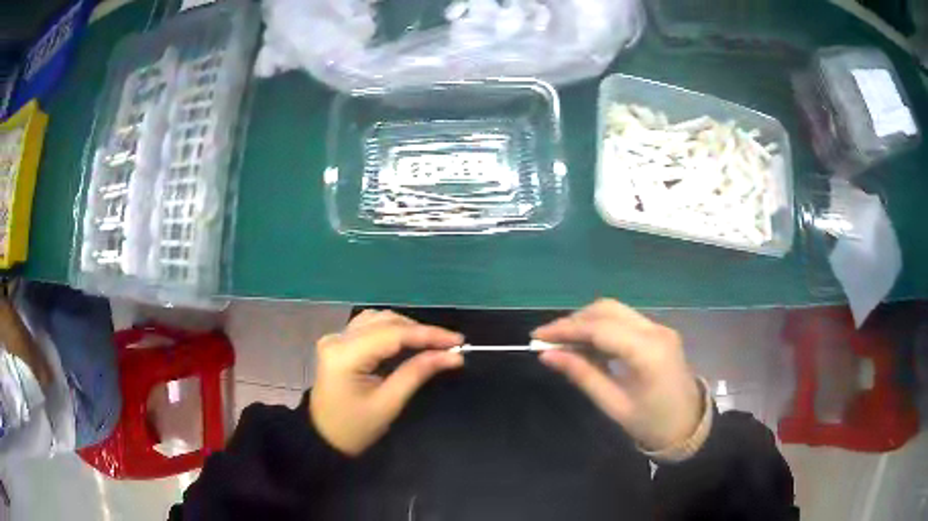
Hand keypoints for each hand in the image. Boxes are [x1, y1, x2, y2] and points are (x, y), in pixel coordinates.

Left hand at [310, 310, 463, 455]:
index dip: (428, 334)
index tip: (458, 340)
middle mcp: (337, 338)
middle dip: (419, 331)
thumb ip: (417, 373)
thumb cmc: (354, 429)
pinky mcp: (338, 343)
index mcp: (344, 355)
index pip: (393, 334)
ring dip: (406, 328)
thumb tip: (452, 356)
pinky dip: (392, 331)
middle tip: (449, 345)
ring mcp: (335, 338)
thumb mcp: (388, 404)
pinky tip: (408, 342)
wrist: (323, 439)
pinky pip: (369, 327)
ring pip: (378, 319)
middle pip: (385, 321)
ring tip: (432, 344)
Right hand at [533, 299, 701, 450]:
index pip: (600, 328)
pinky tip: (587, 344)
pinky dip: (602, 327)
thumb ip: (583, 375)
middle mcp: (656, 330)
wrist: (688, 426)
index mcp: (648, 352)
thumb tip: (548, 356)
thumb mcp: (613, 404)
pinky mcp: (659, 332)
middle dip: (575, 320)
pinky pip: (625, 321)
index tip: (537, 337)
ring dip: (587, 321)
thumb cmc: (651, 423)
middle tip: (548, 339)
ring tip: (564, 343)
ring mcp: (660, 328)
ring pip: (616, 311)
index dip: (565, 329)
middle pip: (608, 309)